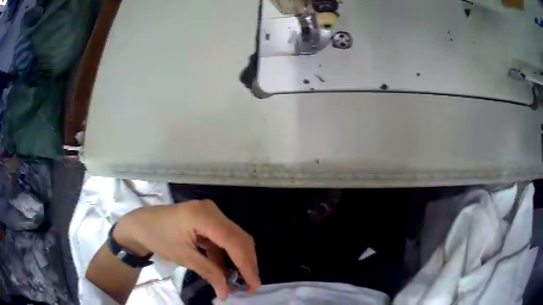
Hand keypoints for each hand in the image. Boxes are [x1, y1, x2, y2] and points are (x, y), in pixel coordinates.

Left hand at [113, 200, 260, 299]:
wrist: (139, 225)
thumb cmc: (157, 237)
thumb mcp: (183, 257)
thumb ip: (209, 273)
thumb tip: (227, 293)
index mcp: (205, 216)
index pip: (235, 242)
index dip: (247, 266)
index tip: (254, 286)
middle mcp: (213, 211)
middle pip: (239, 239)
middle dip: (247, 264)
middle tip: (249, 285)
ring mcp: (210, 214)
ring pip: (234, 239)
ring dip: (237, 261)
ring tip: (239, 281)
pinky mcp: (207, 221)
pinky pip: (223, 239)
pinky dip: (225, 256)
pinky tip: (224, 271)